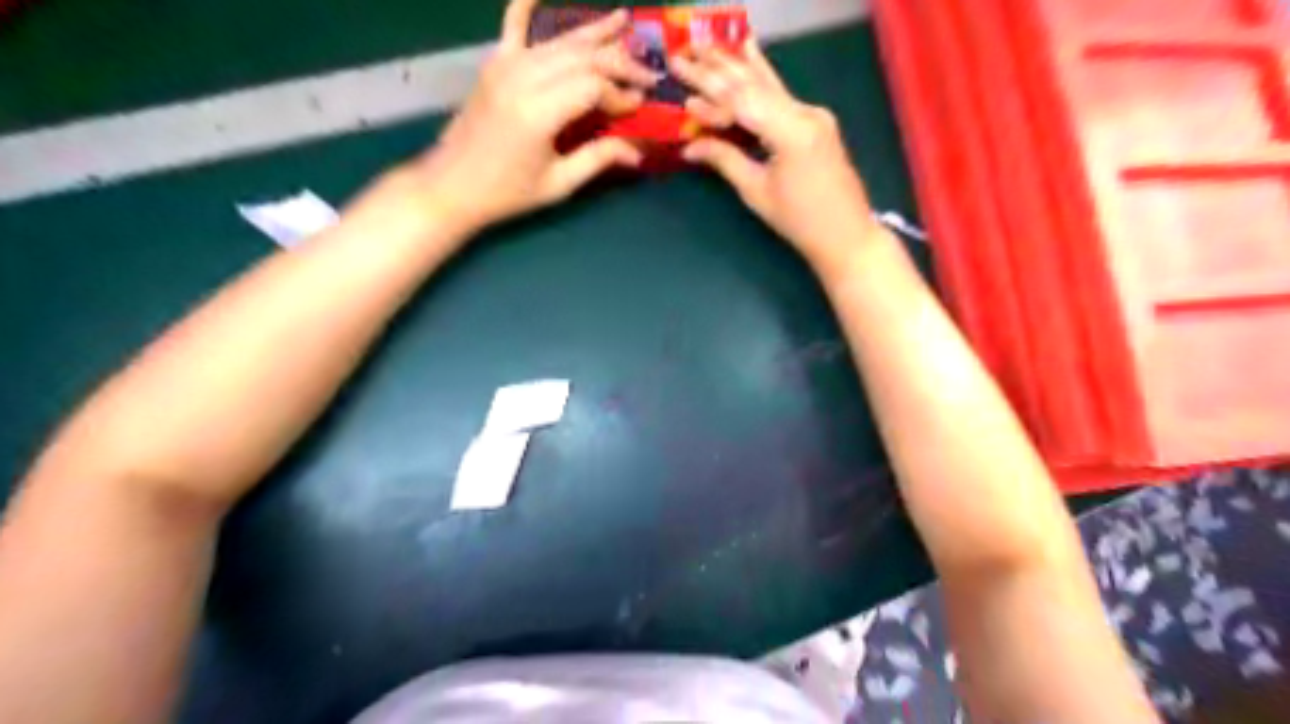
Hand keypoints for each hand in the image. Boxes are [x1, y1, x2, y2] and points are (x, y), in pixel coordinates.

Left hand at [409, 0, 654, 230]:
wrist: (450, 186)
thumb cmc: (506, 192)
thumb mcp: (557, 184)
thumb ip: (598, 159)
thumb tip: (637, 150)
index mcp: (538, 111)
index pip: (593, 86)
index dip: (621, 94)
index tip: (640, 107)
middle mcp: (522, 78)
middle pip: (582, 56)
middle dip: (619, 62)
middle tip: (646, 73)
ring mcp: (505, 66)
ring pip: (559, 41)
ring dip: (593, 33)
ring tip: (623, 21)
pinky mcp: (493, 65)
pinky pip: (513, 27)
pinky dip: (526, 7)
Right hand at [670, 39, 881, 270]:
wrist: (846, 233)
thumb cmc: (799, 220)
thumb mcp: (757, 192)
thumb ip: (725, 160)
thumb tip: (690, 146)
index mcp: (791, 132)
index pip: (742, 101)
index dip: (710, 93)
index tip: (682, 83)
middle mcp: (806, 113)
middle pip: (754, 85)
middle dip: (718, 69)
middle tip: (686, 53)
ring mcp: (813, 114)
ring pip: (769, 84)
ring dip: (737, 66)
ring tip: (710, 46)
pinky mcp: (815, 121)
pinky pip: (780, 96)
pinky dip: (758, 79)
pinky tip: (748, 55)